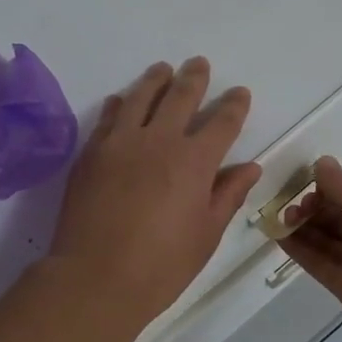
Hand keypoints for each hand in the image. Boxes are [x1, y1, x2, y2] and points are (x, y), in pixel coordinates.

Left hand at [46, 58, 260, 328]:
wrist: (95, 278)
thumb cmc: (161, 265)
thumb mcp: (206, 235)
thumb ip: (228, 195)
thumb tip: (250, 167)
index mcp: (195, 162)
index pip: (222, 122)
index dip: (234, 105)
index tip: (239, 93)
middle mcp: (159, 141)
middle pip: (180, 97)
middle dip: (194, 78)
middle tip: (198, 64)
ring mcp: (120, 143)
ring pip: (141, 97)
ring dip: (156, 80)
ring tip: (162, 69)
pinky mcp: (91, 153)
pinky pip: (109, 117)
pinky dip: (120, 104)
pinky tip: (122, 100)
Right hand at [277, 157, 341, 333]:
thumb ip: (338, 184)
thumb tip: (321, 161)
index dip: (326, 194)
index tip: (306, 190)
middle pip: (334, 222)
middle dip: (311, 212)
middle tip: (291, 208)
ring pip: (324, 242)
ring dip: (302, 230)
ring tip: (280, 220)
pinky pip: (317, 263)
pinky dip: (299, 251)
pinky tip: (279, 237)